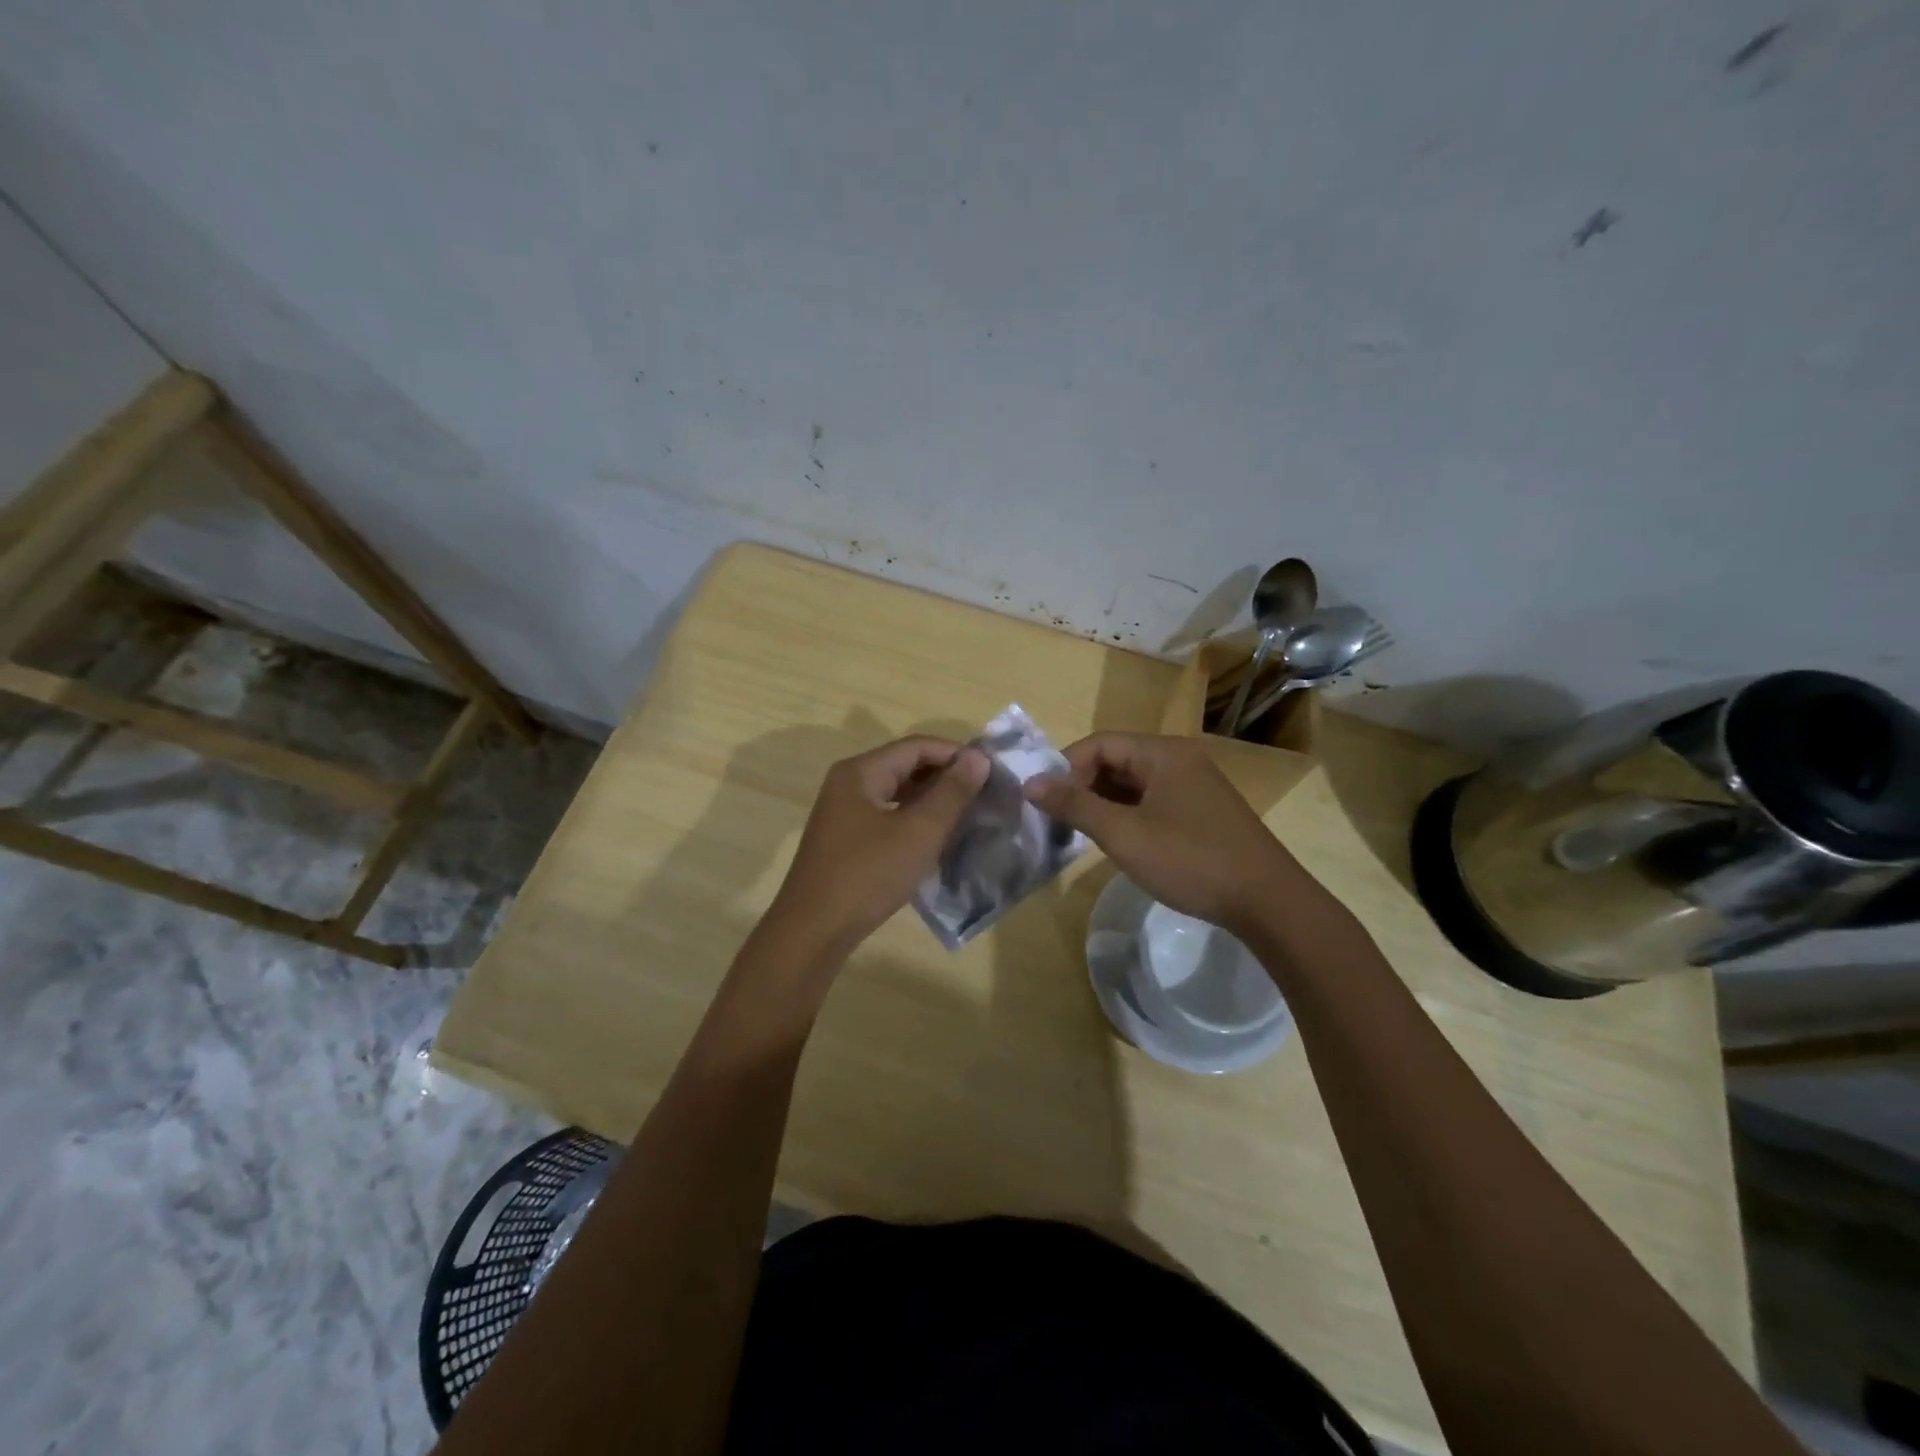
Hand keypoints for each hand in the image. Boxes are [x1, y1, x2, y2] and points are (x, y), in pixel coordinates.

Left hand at [768, 735, 989, 957]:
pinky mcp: (845, 839)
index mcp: (861, 772)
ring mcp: (843, 812)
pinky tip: (936, 837)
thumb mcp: (918, 832)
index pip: (917, 746)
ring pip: (896, 792)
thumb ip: (951, 792)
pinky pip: (887, 815)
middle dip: (945, 776)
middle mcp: (848, 783)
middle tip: (984, 794)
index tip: (991, 772)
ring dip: (931, 799)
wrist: (813, 931)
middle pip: (905, 765)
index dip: (956, 754)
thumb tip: (978, 757)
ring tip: (967, 814)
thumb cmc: (868, 875)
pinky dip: (914, 819)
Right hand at [1024, 733, 1292, 932]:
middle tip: (1059, 821)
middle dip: (1083, 787)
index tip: (1044, 802)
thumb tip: (1030, 783)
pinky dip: (1129, 814)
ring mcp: (1195, 785)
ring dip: (1104, 803)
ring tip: (1082, 834)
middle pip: (1117, 760)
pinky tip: (1119, 842)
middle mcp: (1180, 759)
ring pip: (1134, 783)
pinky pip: (1154, 800)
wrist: (1267, 902)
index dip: (1065, 768)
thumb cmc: (1190, 860)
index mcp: (1162, 753)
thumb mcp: (1123, 834)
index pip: (1099, 744)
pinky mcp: (1204, 811)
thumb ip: (1074, 805)